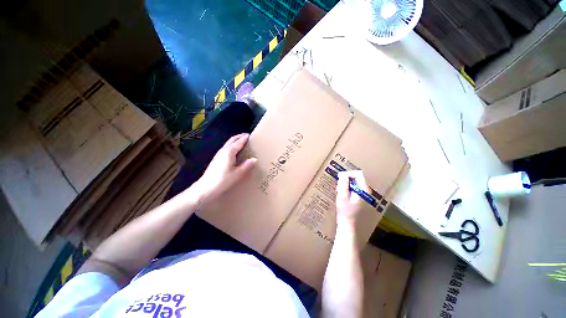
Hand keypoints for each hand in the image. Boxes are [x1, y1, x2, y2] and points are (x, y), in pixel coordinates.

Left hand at [193, 133, 256, 202]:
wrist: (206, 188)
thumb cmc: (223, 180)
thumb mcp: (238, 174)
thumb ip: (246, 165)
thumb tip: (254, 159)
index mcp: (229, 152)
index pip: (238, 142)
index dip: (244, 138)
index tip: (249, 135)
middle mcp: (223, 151)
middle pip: (231, 140)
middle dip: (238, 137)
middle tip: (245, 135)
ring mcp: (218, 155)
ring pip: (228, 144)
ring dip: (234, 141)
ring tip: (241, 142)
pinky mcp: (216, 159)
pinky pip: (226, 148)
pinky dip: (231, 146)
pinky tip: (234, 152)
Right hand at [336, 170, 368, 225]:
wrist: (349, 226)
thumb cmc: (345, 212)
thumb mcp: (342, 196)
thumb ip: (343, 184)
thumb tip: (343, 175)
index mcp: (364, 190)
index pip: (358, 174)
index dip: (348, 173)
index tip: (340, 177)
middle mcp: (367, 192)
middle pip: (357, 179)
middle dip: (347, 180)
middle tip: (338, 185)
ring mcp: (365, 196)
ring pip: (355, 184)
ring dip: (347, 185)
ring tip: (339, 191)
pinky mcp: (362, 200)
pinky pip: (355, 190)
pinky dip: (348, 190)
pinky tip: (343, 196)